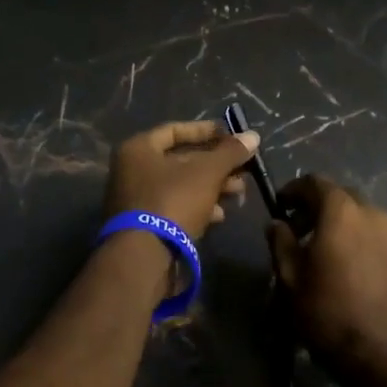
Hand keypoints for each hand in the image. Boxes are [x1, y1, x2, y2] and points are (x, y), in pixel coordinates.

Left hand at [104, 121, 257, 239]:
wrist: (145, 257)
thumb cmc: (173, 201)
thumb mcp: (207, 172)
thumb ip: (230, 152)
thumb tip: (253, 135)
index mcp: (139, 149)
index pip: (175, 130)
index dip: (206, 131)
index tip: (232, 136)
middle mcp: (132, 171)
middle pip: (181, 160)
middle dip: (216, 165)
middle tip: (243, 170)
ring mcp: (137, 200)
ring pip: (181, 186)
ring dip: (212, 187)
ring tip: (239, 193)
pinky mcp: (145, 225)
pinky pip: (175, 207)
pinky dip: (198, 207)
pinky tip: (220, 216)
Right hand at [267, 175, 386, 379]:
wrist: (384, 355)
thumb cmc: (328, 313)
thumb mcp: (290, 278)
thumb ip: (281, 243)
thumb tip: (277, 224)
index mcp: (342, 212)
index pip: (315, 182)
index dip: (294, 191)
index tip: (281, 207)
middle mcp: (373, 213)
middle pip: (341, 196)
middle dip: (318, 207)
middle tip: (299, 231)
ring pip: (363, 216)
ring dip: (342, 224)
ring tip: (325, 252)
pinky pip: (379, 236)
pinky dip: (361, 240)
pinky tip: (350, 268)